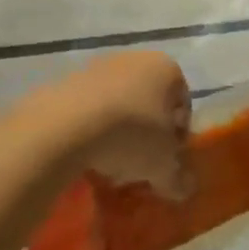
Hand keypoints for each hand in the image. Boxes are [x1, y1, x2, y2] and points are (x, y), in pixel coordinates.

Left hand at [59, 51, 192, 197]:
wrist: (63, 127)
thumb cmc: (131, 135)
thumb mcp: (162, 165)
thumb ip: (178, 178)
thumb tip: (186, 190)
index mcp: (167, 69)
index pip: (183, 104)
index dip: (178, 136)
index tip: (168, 160)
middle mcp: (135, 59)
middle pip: (149, 102)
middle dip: (147, 134)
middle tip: (141, 164)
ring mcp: (97, 67)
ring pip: (118, 105)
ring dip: (118, 132)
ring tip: (110, 164)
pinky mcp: (65, 81)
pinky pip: (88, 109)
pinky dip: (90, 130)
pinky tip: (85, 156)